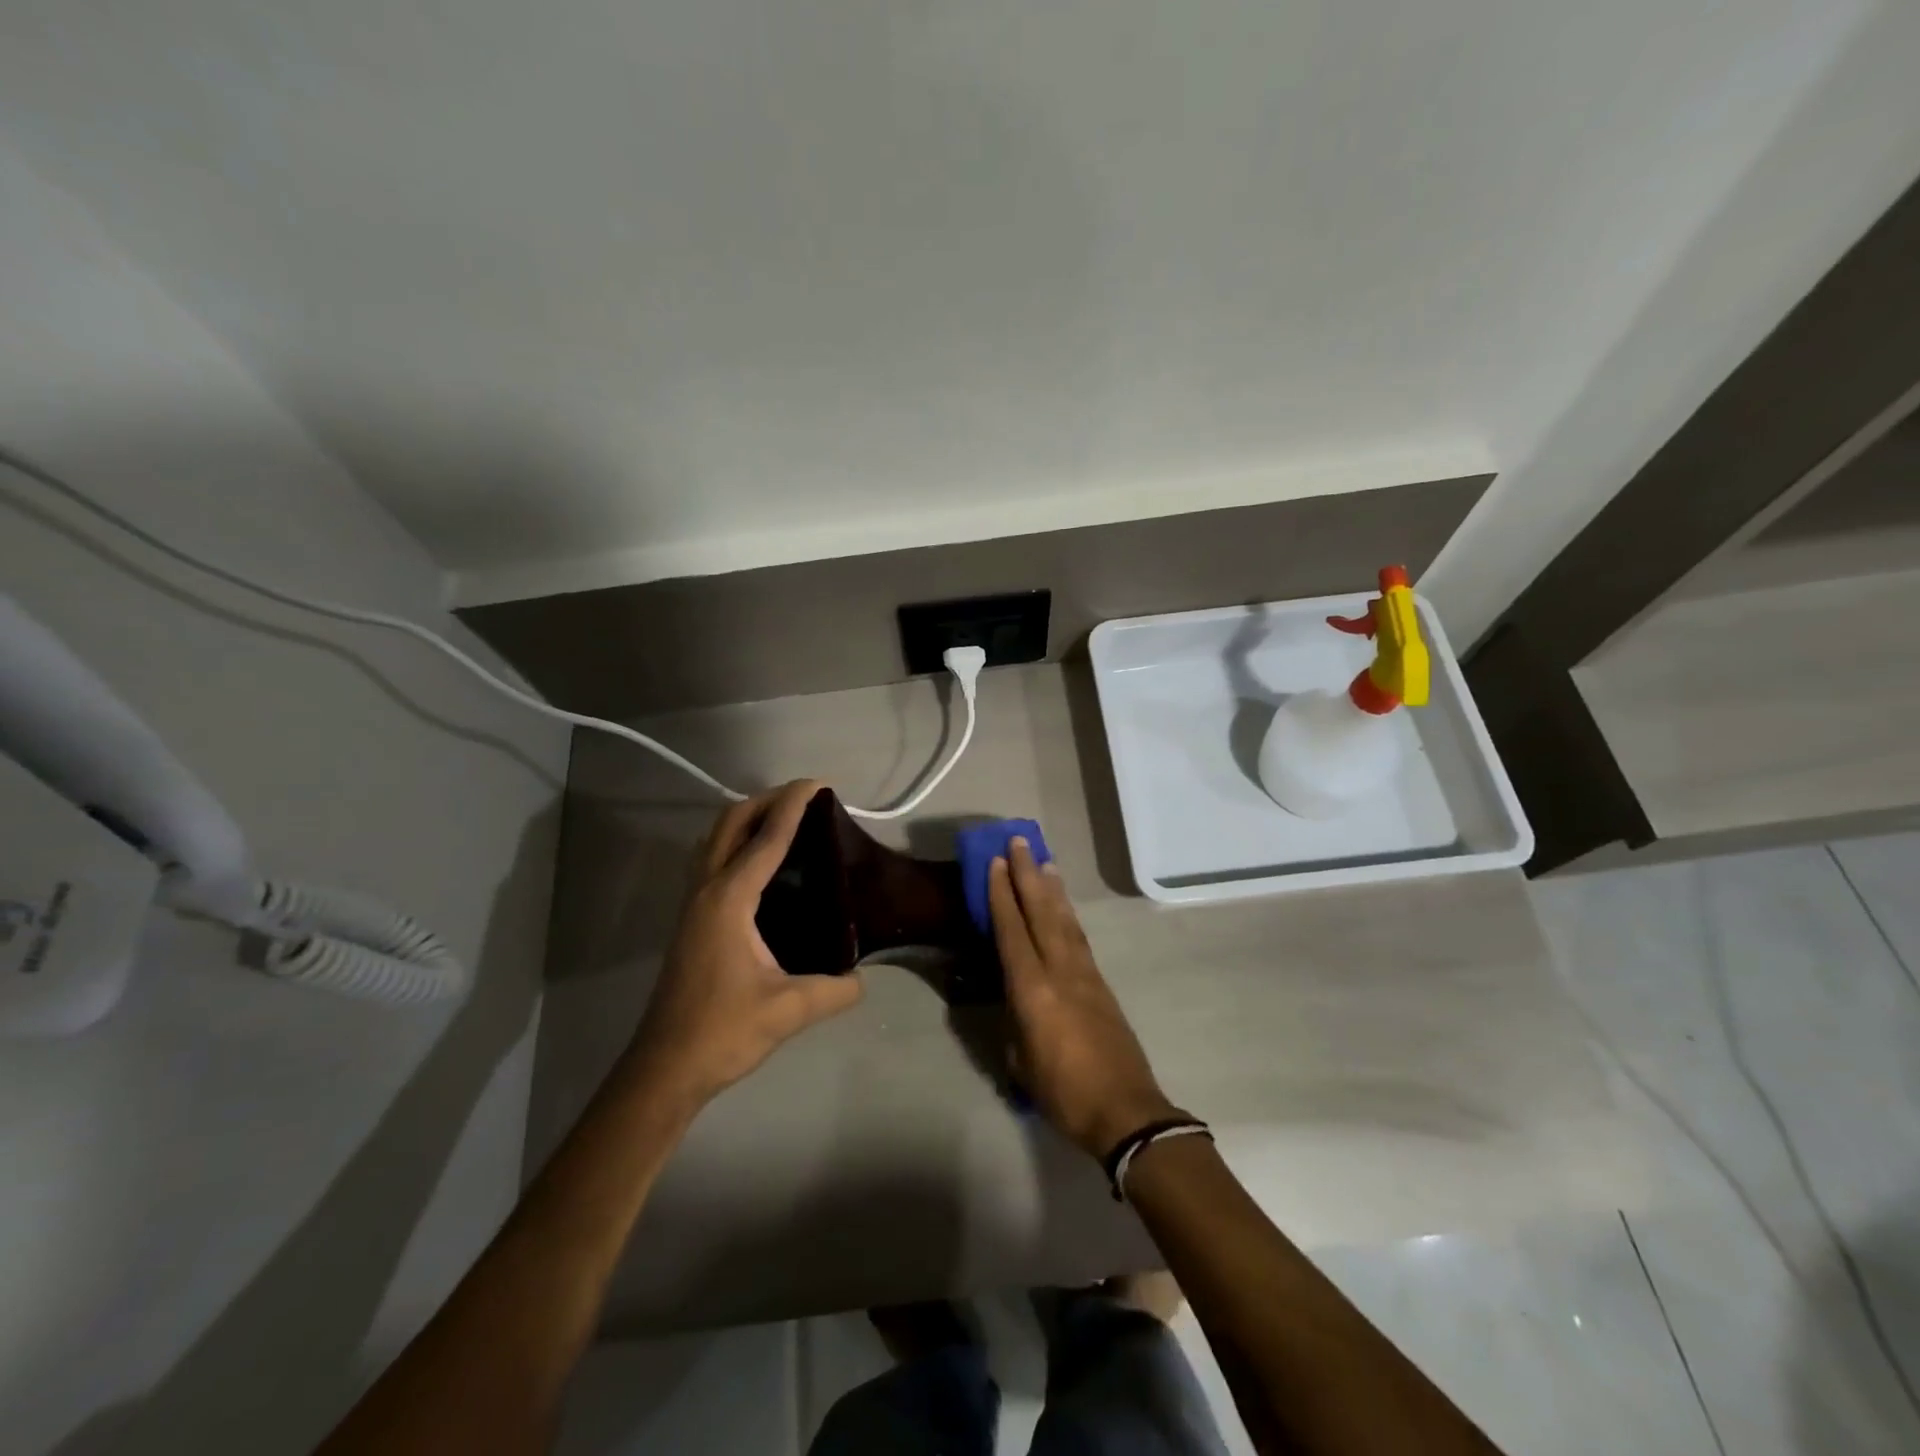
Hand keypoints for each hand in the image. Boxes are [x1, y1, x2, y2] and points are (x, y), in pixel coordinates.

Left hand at [627, 780, 863, 1109]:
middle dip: (766, 800)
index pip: (766, 839)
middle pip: (731, 823)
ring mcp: (693, 904)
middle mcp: (706, 890)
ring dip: (747, 818)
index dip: (793, 805)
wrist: (666, 1067)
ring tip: (784, 821)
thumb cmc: (723, 1032)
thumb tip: (862, 977)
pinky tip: (760, 864)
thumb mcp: (789, 1010)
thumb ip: (835, 990)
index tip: (817, 783)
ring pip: (716, 839)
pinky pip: (713, 860)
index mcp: (729, 900)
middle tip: (804, 797)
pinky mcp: (691, 919)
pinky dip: (737, 842)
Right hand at [988, 839, 1180, 1157]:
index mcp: (1033, 991)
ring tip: (1044, 861)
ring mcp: (1085, 975)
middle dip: (1028, 875)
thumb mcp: (1021, 1062)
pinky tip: (1063, 907)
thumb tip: (1014, 1001)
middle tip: (1020, 842)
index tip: (996, 862)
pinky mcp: (1102, 984)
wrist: (1126, 1112)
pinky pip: (1079, 937)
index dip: (1002, 895)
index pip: (1012, 931)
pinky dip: (1067, 914)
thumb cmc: (1064, 1093)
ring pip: (1065, 920)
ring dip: (1052, 888)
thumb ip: (1015, 1022)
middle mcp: (1060, 971)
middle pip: (1041, 912)